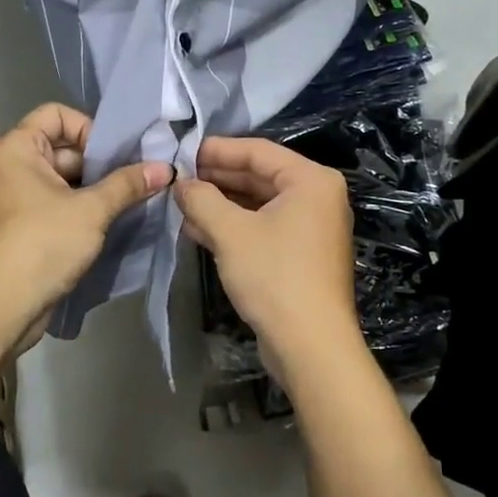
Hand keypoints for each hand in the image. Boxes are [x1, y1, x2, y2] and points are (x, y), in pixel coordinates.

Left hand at [0, 103, 171, 344]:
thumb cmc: (41, 243)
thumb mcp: (91, 210)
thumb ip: (128, 184)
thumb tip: (166, 168)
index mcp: (15, 148)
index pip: (58, 114)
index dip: (90, 129)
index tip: (115, 157)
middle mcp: (8, 166)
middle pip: (62, 148)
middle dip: (100, 163)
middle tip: (136, 180)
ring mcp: (11, 198)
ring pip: (62, 180)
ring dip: (94, 189)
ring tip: (129, 202)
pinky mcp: (18, 227)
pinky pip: (54, 204)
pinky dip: (79, 210)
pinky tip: (109, 224)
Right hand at [174, 136, 364, 392]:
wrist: (311, 346)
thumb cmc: (274, 276)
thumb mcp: (230, 232)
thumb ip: (201, 199)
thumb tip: (181, 183)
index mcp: (311, 180)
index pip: (258, 151)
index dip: (218, 150)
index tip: (183, 151)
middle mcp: (317, 197)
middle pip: (260, 176)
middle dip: (217, 179)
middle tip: (179, 178)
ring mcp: (312, 227)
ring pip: (259, 204)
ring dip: (221, 205)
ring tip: (182, 204)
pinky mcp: (303, 255)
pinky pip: (264, 227)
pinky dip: (235, 227)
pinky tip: (199, 230)